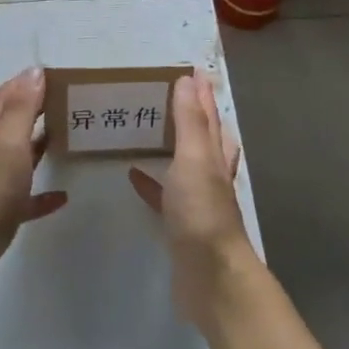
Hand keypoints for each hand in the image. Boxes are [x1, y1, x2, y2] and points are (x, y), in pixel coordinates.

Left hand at [0, 68, 65, 304]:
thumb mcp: (7, 145)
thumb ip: (21, 109)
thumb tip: (34, 70)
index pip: (8, 99)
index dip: (27, 84)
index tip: (56, 76)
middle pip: (16, 127)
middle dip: (39, 112)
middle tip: (71, 104)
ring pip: (22, 162)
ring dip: (42, 149)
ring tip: (71, 141)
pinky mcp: (2, 219)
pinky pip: (27, 203)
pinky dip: (44, 197)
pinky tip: (63, 197)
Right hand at [129, 74, 250, 329]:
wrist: (211, 278)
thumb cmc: (202, 213)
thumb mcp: (194, 159)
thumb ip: (190, 121)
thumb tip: (188, 79)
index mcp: (214, 156)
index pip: (209, 116)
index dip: (201, 93)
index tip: (189, 69)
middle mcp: (210, 174)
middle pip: (203, 137)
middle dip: (192, 115)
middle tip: (171, 94)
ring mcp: (196, 201)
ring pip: (185, 164)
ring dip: (172, 146)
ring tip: (152, 128)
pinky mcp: (180, 225)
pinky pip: (163, 196)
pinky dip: (151, 183)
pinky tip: (134, 175)